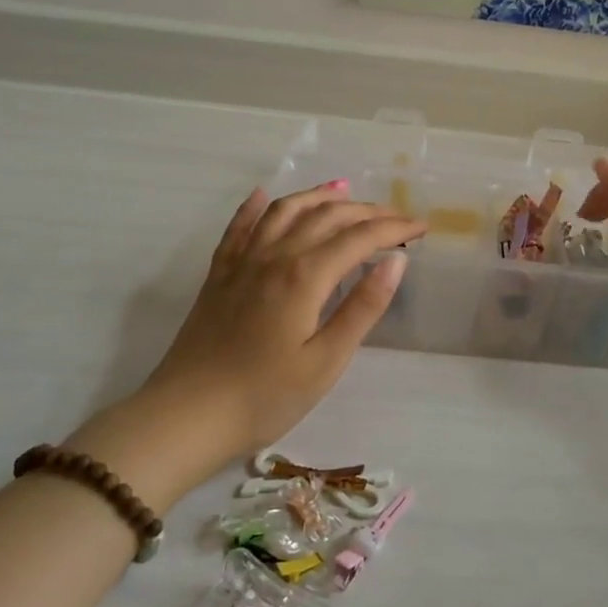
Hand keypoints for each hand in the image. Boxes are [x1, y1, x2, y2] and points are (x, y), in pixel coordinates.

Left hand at [135, 182, 425, 455]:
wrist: (186, 416)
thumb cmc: (265, 397)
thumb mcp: (326, 361)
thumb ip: (363, 307)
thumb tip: (396, 261)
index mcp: (305, 275)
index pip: (359, 238)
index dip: (394, 228)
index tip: (422, 227)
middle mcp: (274, 255)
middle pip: (326, 216)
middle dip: (366, 211)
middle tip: (396, 217)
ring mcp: (242, 262)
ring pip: (284, 211)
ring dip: (317, 196)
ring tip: (343, 189)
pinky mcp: (219, 275)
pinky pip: (239, 227)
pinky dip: (255, 207)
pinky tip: (264, 196)